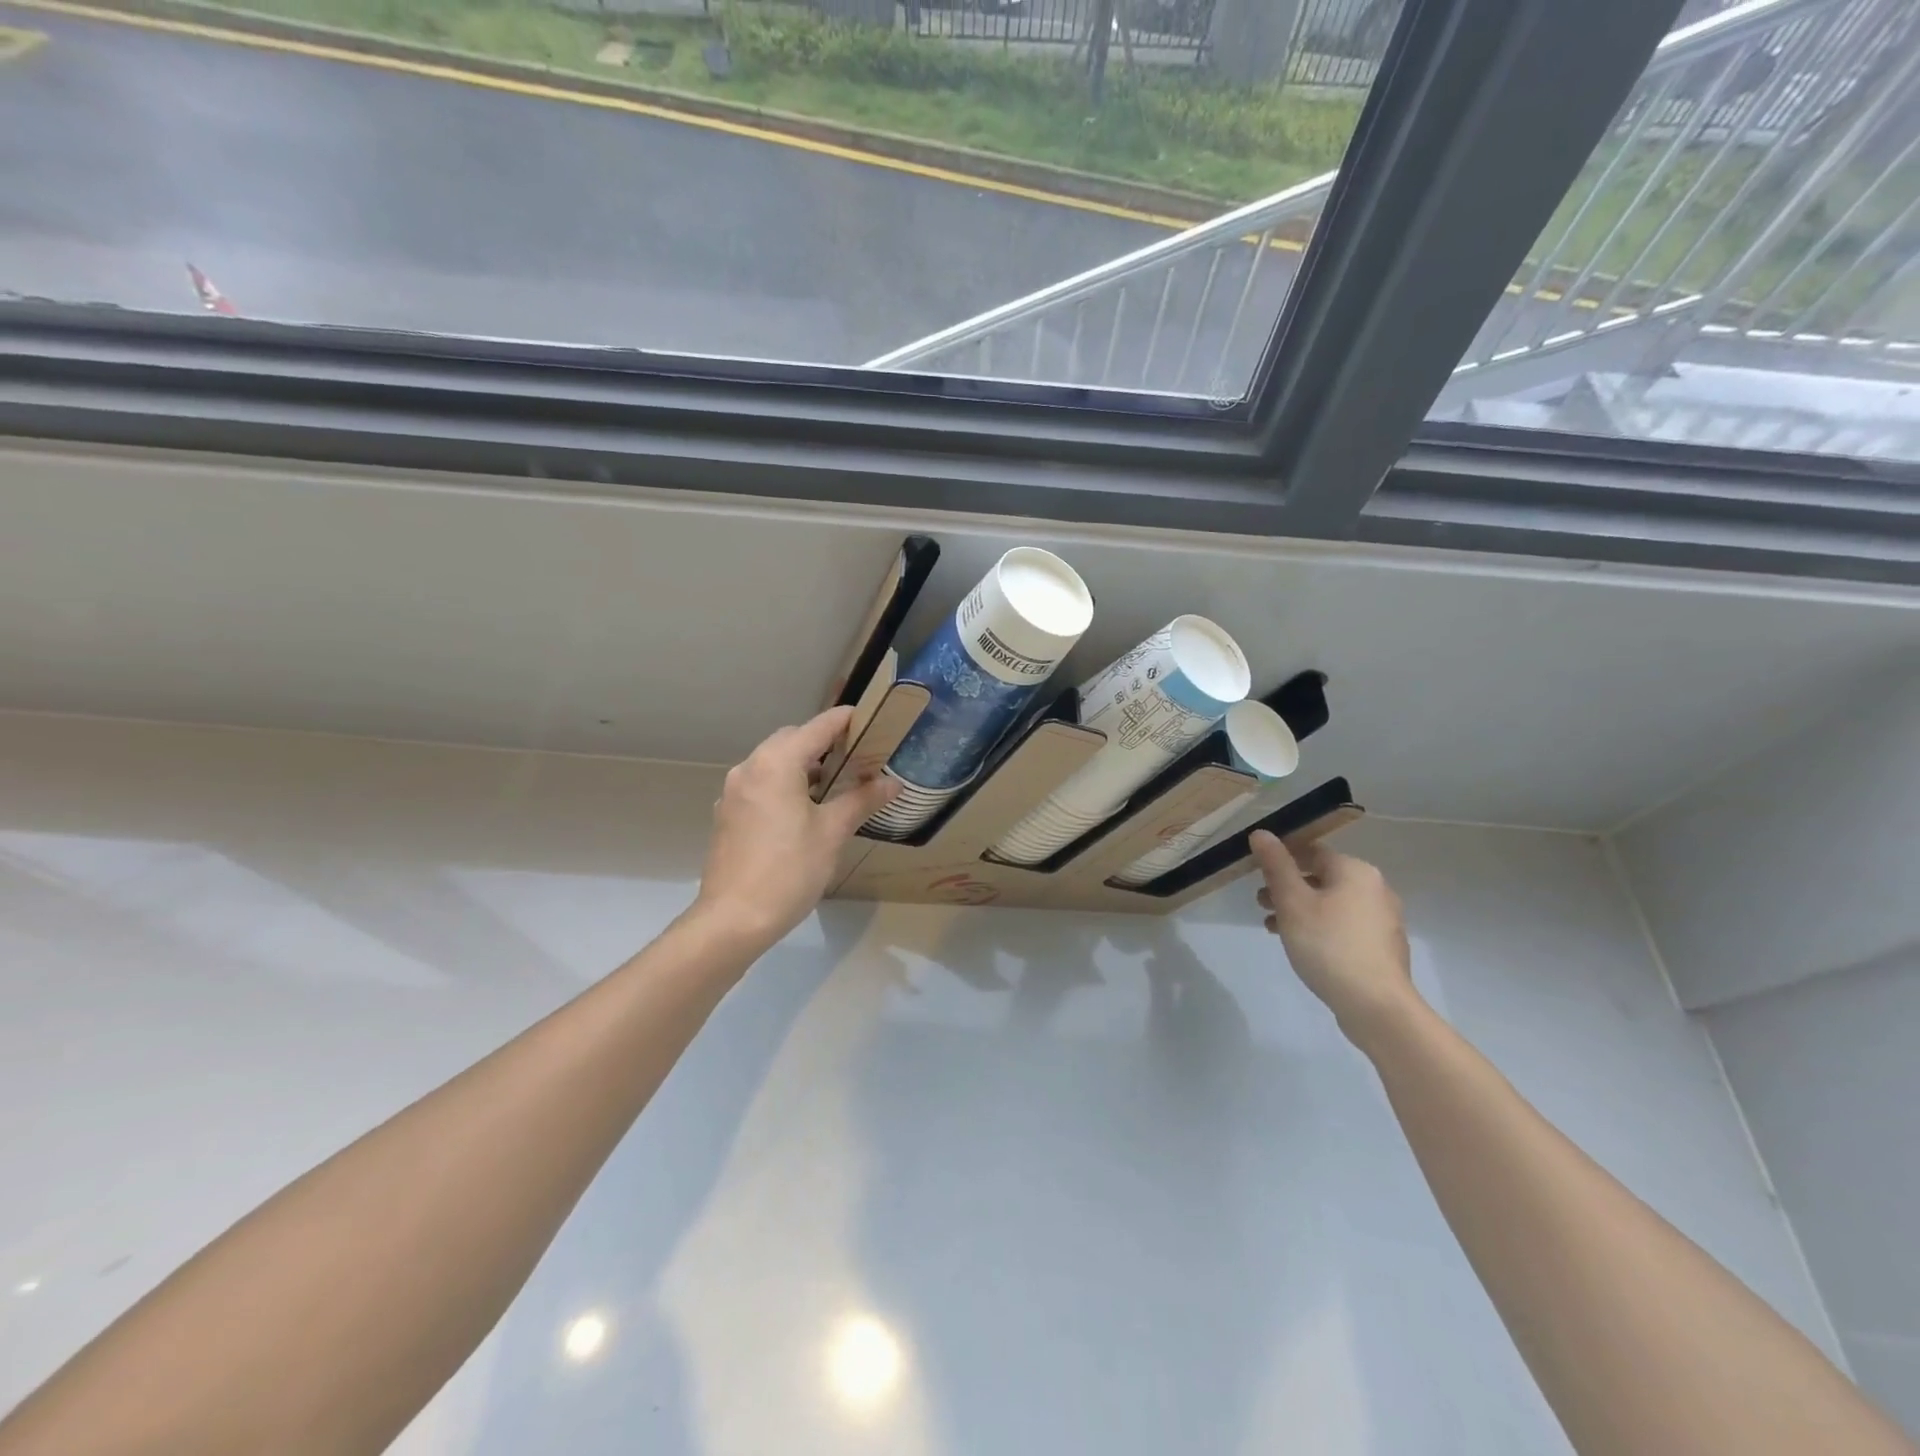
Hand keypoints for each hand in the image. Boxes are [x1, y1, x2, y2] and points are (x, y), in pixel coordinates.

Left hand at [693, 707, 898, 949]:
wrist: (733, 919)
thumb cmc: (789, 869)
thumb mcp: (832, 832)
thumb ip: (862, 799)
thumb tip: (893, 782)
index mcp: (776, 763)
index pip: (818, 727)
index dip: (846, 720)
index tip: (872, 720)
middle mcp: (750, 768)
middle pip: (791, 739)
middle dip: (823, 742)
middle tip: (857, 756)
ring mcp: (734, 792)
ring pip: (773, 762)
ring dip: (803, 765)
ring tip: (836, 784)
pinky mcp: (728, 815)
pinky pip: (761, 784)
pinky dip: (784, 784)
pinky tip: (804, 810)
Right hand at [1251, 830, 1417, 1044]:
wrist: (1376, 1005)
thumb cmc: (1328, 945)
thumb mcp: (1292, 902)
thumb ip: (1276, 865)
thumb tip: (1262, 833)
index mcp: (1355, 871)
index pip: (1312, 850)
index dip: (1281, 857)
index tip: (1256, 873)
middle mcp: (1375, 888)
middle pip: (1322, 877)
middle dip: (1287, 887)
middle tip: (1260, 902)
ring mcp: (1383, 919)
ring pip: (1332, 902)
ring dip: (1300, 909)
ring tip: (1272, 927)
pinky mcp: (1383, 946)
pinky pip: (1344, 925)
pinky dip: (1320, 927)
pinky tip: (1301, 945)